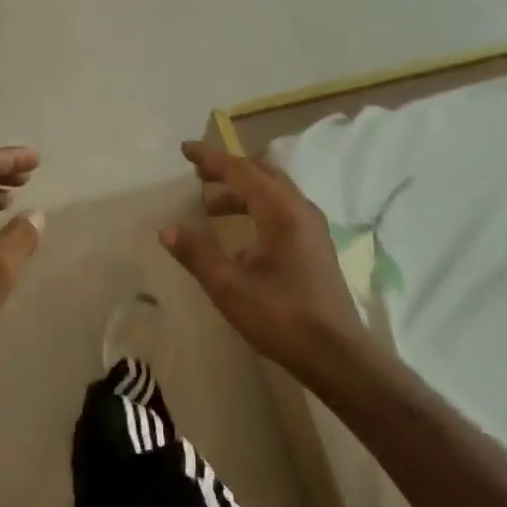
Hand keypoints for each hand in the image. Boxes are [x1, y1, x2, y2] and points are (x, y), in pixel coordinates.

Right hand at [160, 141, 370, 382]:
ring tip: (211, 207)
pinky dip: (256, 208)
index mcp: (281, 210)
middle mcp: (300, 209)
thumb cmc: (282, 316)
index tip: (185, 150)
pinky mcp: (316, 246)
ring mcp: (312, 227)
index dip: (210, 158)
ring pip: (273, 192)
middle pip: (260, 173)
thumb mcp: (230, 287)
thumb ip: (198, 254)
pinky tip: (240, 239)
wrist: (338, 356)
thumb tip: (168, 229)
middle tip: (197, 174)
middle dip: (227, 170)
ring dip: (241, 191)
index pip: (240, 170)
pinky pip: (282, 210)